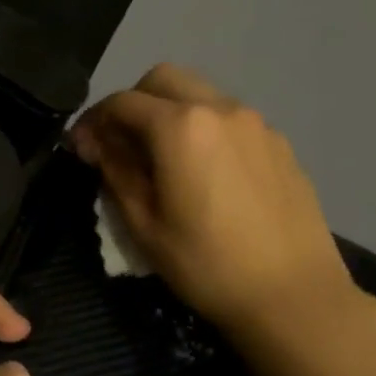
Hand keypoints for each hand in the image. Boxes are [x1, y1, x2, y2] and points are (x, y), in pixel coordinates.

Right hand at [70, 63, 359, 347]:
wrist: (295, 296)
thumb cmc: (206, 264)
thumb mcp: (143, 224)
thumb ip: (115, 171)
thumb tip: (96, 143)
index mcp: (180, 127)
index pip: (121, 102)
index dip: (92, 121)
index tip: (80, 148)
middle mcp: (219, 109)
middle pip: (162, 79)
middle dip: (132, 103)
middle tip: (120, 143)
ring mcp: (256, 123)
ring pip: (199, 94)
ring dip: (169, 111)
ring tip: (161, 157)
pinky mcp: (279, 143)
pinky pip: (228, 118)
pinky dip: (203, 128)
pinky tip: (203, 171)